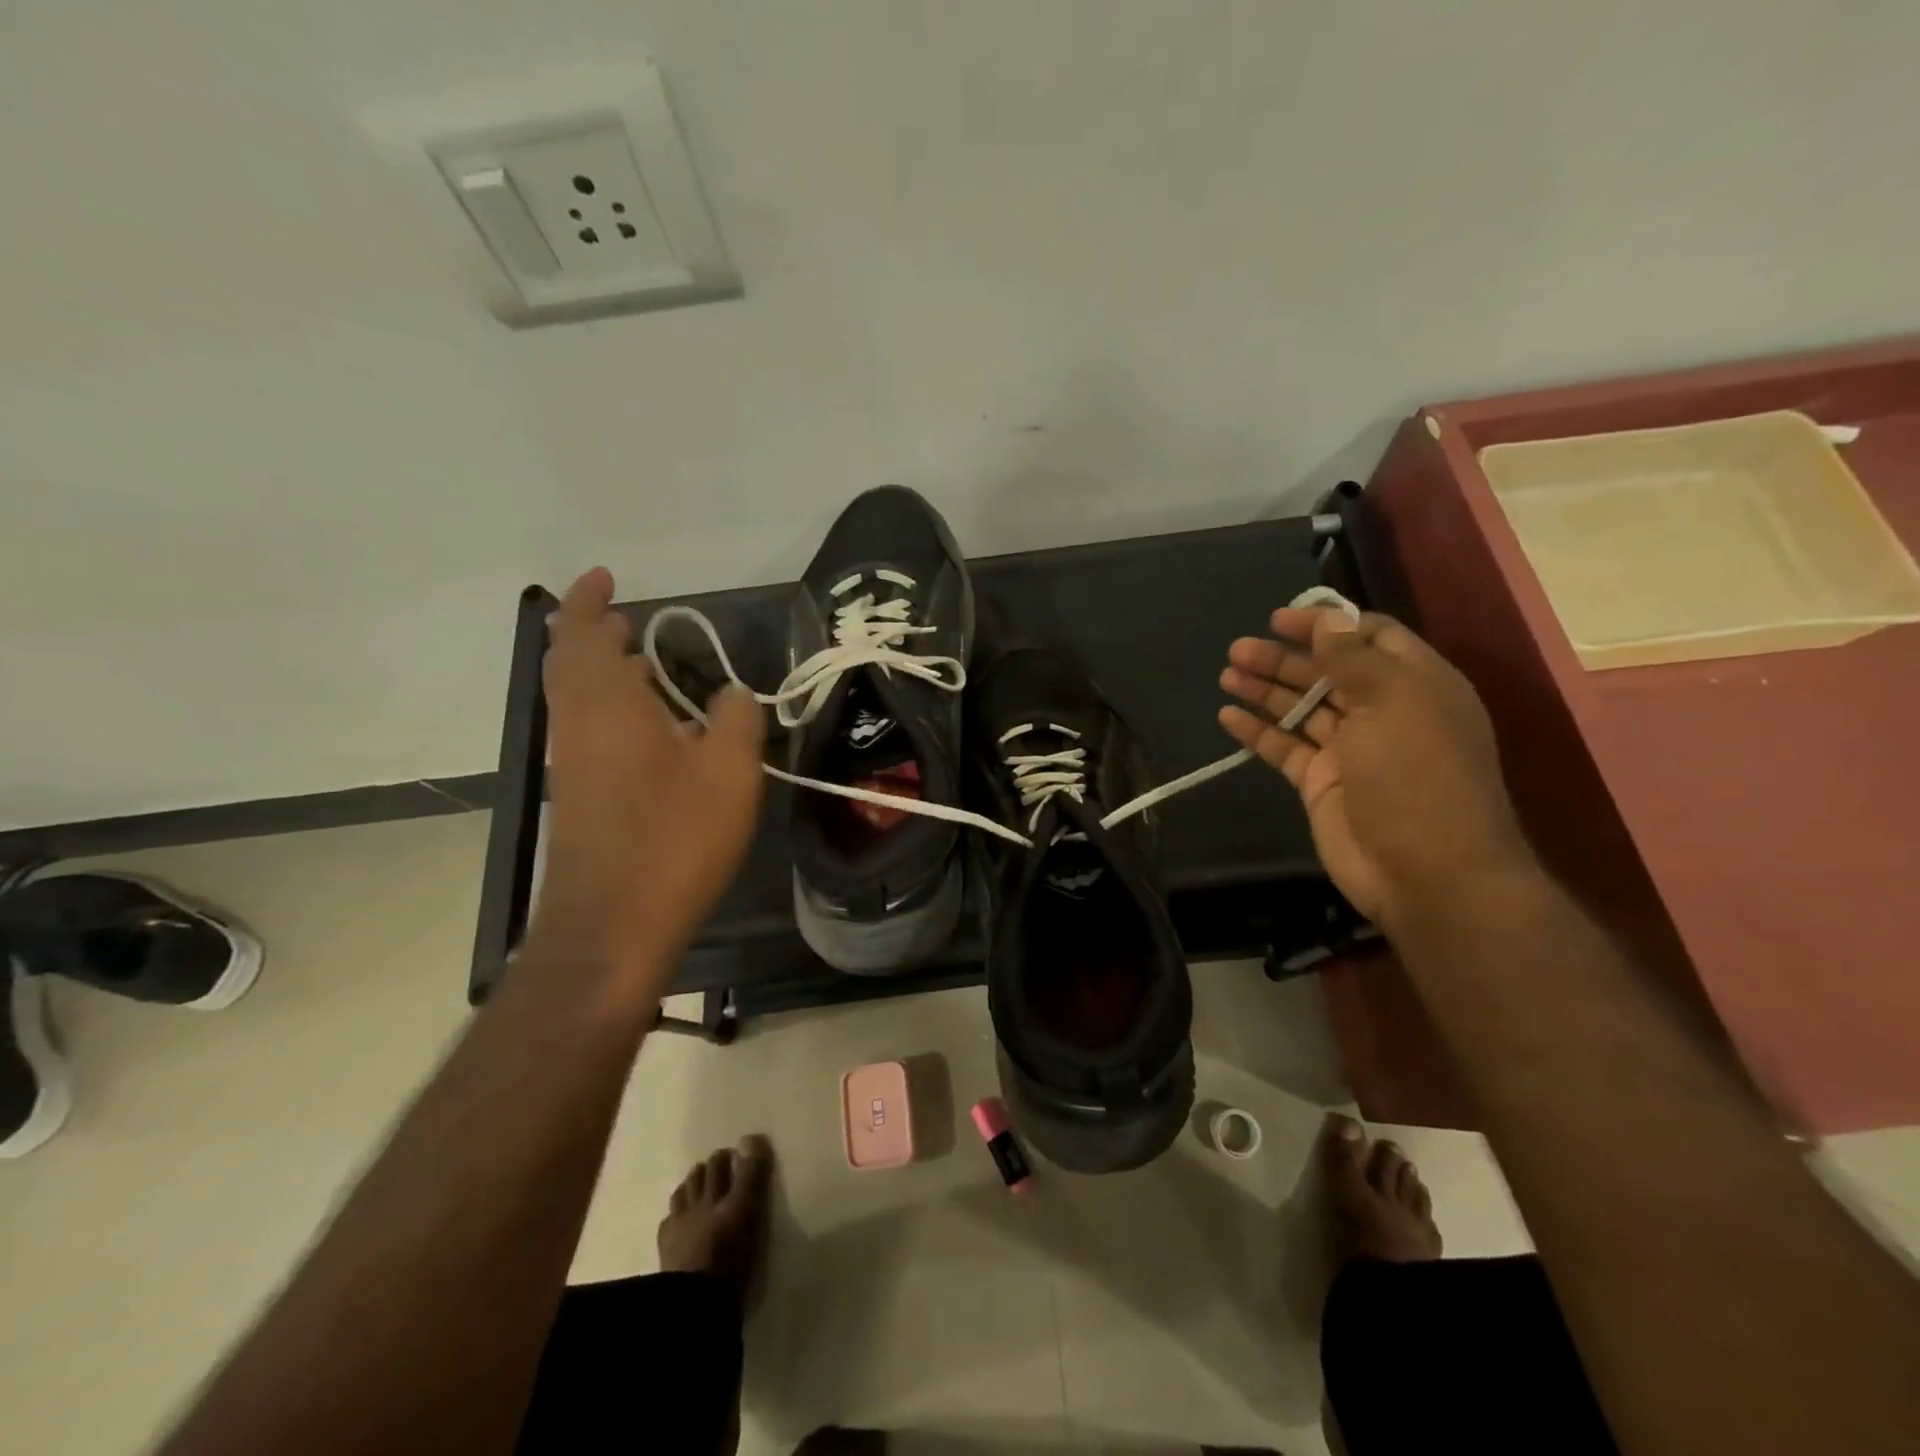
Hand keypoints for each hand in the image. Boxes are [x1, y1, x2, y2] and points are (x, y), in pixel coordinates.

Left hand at [530, 567, 765, 984]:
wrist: (613, 923)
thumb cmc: (674, 836)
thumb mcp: (729, 771)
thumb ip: (736, 720)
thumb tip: (732, 694)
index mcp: (607, 704)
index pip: (581, 633)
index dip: (588, 600)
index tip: (606, 577)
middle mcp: (579, 724)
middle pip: (570, 662)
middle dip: (594, 634)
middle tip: (629, 621)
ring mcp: (573, 763)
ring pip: (577, 698)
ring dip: (604, 673)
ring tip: (647, 666)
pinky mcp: (579, 796)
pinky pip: (588, 730)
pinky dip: (612, 711)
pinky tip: (655, 732)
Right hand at [1219, 607, 1534, 927]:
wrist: (1426, 873)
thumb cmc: (1417, 776)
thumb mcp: (1392, 703)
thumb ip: (1352, 659)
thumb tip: (1327, 619)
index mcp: (1415, 685)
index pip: (1369, 638)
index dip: (1326, 625)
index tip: (1280, 619)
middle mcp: (1383, 712)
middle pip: (1326, 672)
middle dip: (1283, 658)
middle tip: (1237, 649)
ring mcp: (1350, 750)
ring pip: (1301, 708)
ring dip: (1265, 689)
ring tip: (1226, 674)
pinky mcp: (1321, 782)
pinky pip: (1284, 747)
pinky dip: (1257, 731)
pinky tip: (1228, 716)